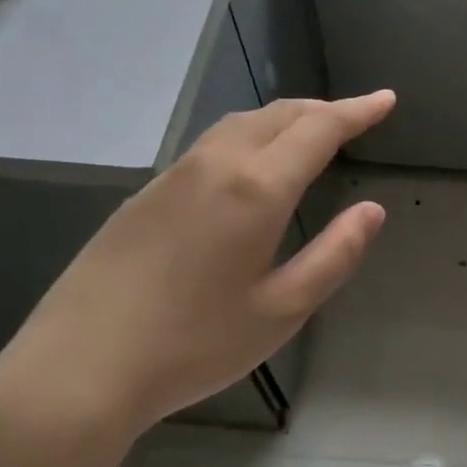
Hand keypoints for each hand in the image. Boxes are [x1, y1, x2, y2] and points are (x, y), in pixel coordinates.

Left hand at [0, 92, 394, 466]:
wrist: (80, 367)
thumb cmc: (195, 344)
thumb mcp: (283, 309)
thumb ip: (334, 255)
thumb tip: (371, 211)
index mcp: (256, 189)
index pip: (318, 130)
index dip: (356, 112)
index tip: (385, 99)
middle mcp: (214, 165)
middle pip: (277, 116)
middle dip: (322, 109)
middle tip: (356, 116)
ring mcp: (172, 176)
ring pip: (239, 125)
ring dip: (283, 119)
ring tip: (310, 132)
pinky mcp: (145, 195)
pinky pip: (210, 145)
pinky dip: (248, 137)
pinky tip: (251, 165)